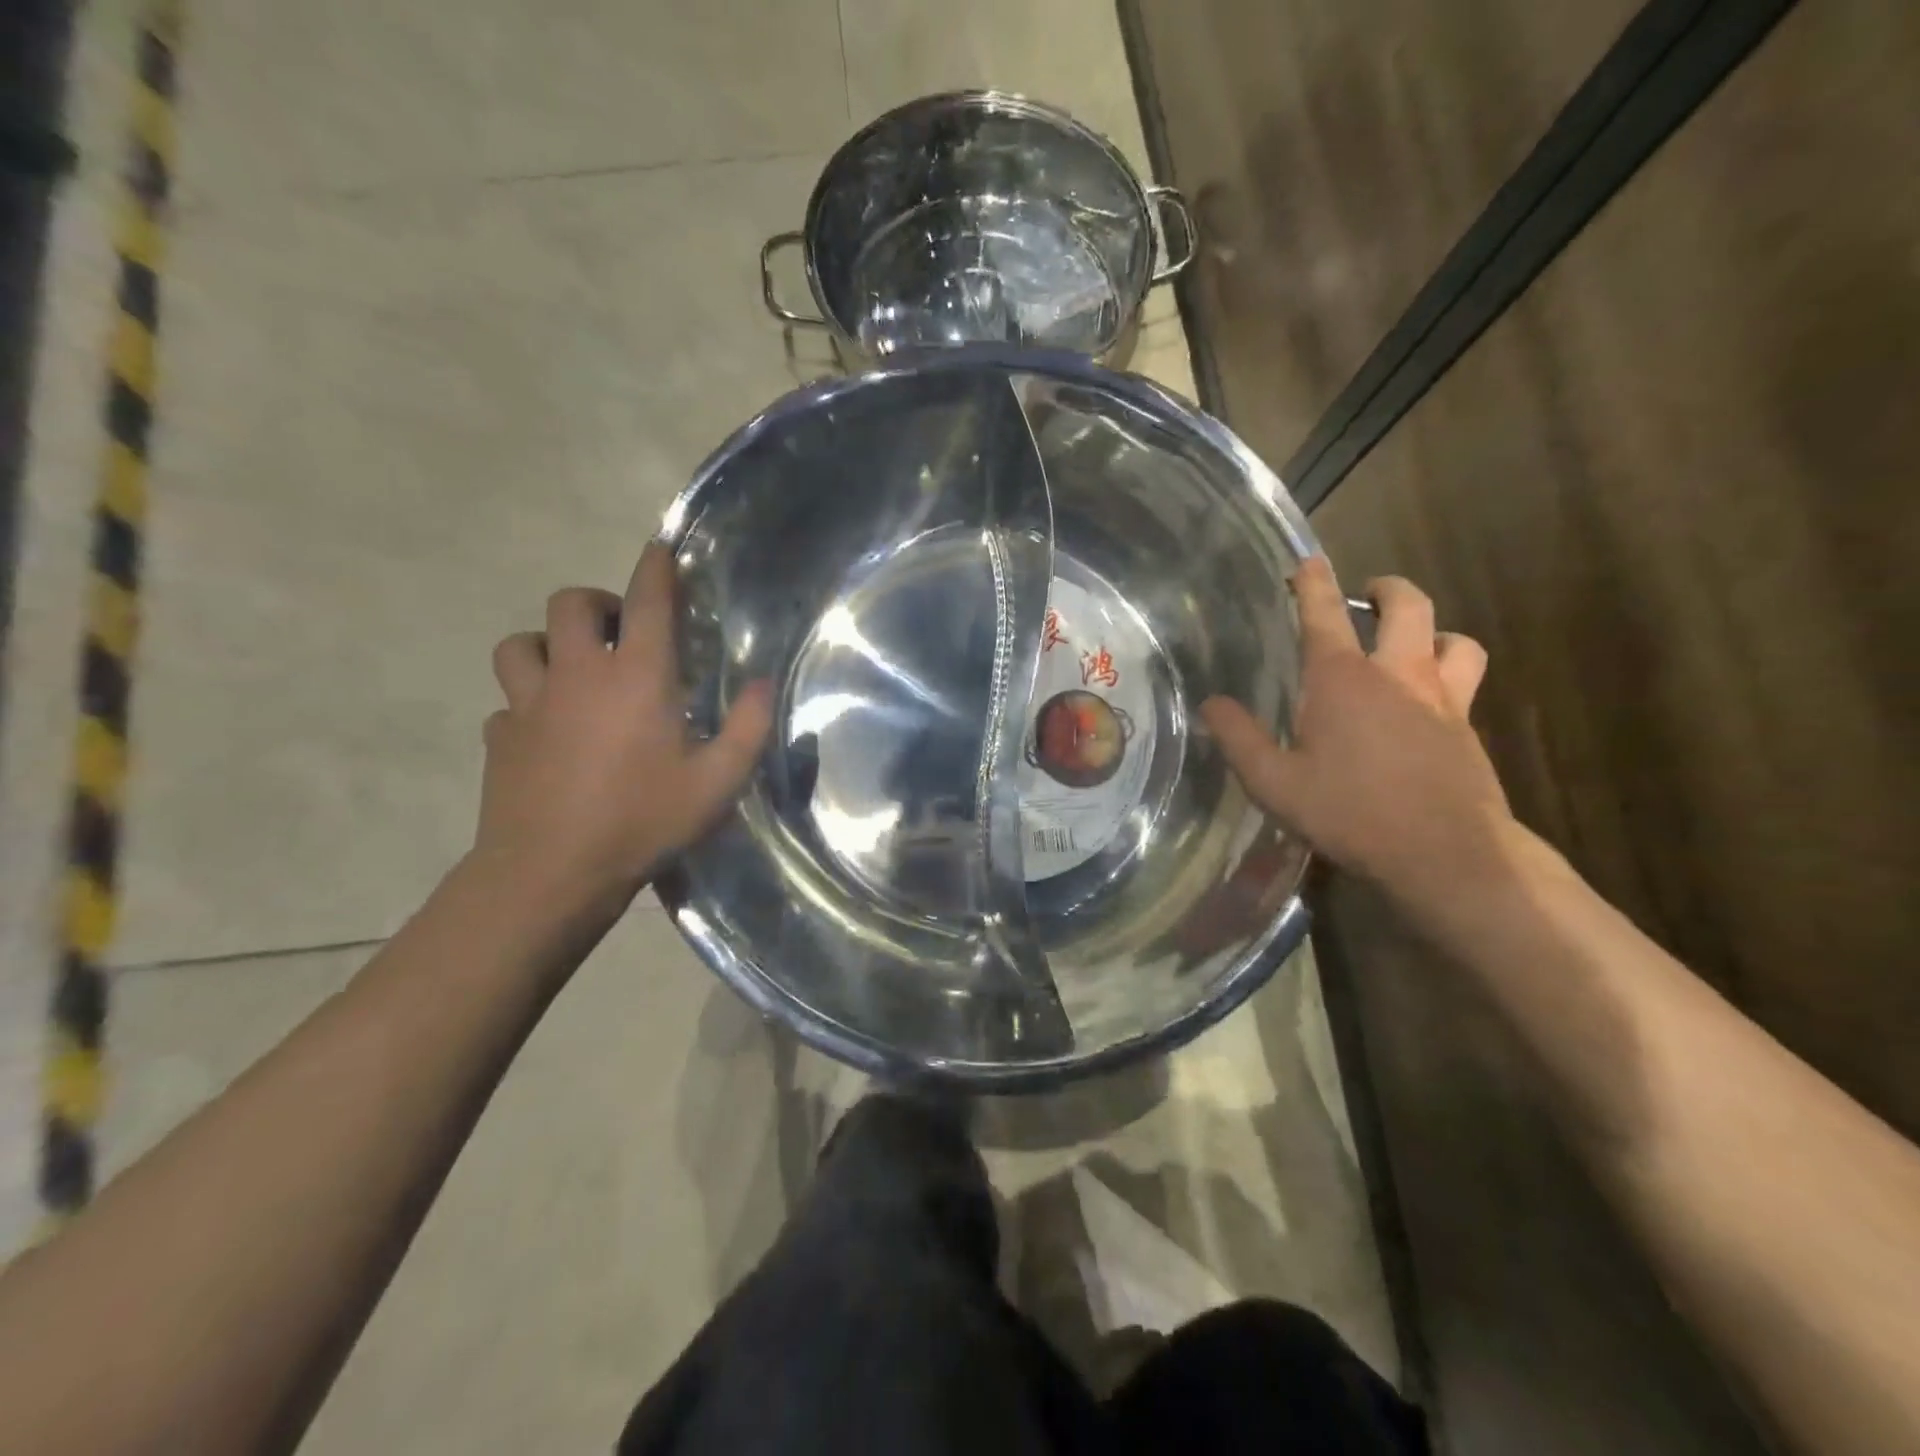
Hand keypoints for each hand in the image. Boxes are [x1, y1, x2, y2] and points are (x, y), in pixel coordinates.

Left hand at [474, 543, 772, 915]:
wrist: (552, 873)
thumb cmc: (643, 821)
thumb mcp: (717, 782)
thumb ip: (748, 727)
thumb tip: (762, 682)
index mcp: (636, 678)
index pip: (647, 601)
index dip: (655, 568)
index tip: (659, 550)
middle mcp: (578, 675)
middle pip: (570, 604)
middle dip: (596, 604)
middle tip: (619, 631)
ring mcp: (529, 704)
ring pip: (520, 645)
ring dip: (547, 646)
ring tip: (572, 673)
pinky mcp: (500, 737)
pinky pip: (507, 703)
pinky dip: (527, 706)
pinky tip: (546, 734)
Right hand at [1201, 557, 1508, 906]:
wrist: (1446, 854)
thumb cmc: (1350, 813)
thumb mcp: (1274, 783)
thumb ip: (1239, 739)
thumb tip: (1212, 704)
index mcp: (1343, 679)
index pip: (1324, 614)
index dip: (1313, 583)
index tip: (1307, 561)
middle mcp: (1398, 674)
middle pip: (1409, 606)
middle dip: (1388, 589)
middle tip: (1370, 593)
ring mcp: (1443, 699)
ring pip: (1455, 639)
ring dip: (1433, 631)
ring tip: (1414, 644)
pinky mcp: (1468, 728)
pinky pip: (1466, 682)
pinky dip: (1448, 674)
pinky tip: (1428, 704)